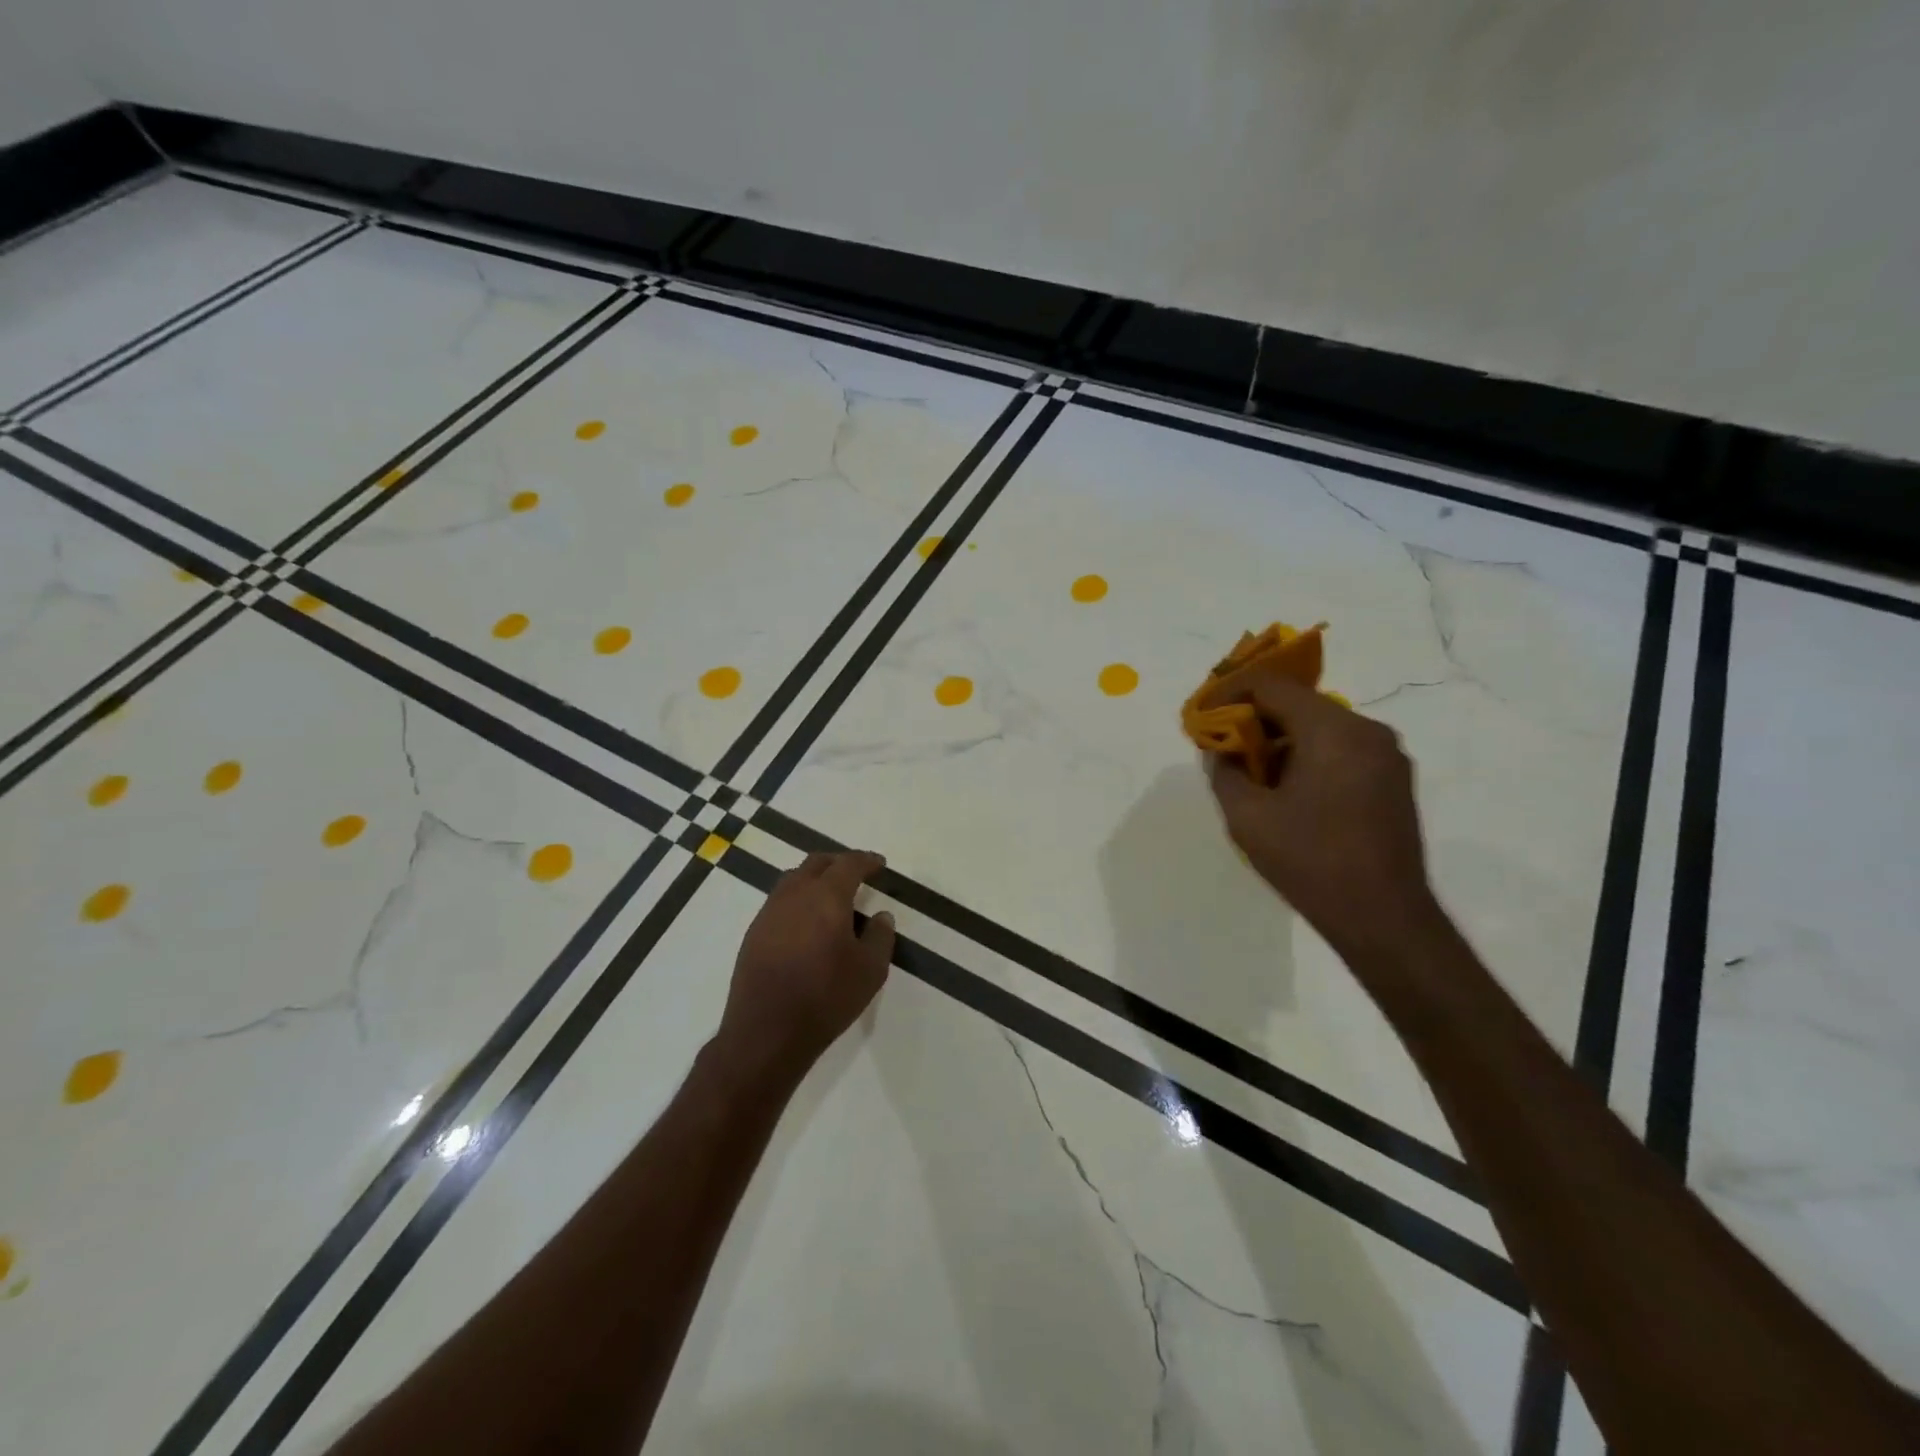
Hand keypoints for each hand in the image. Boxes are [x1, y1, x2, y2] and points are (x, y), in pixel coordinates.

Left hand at [716, 850, 896, 1080]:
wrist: (766, 1032)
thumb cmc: (826, 997)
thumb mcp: (870, 970)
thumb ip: (880, 936)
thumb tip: (880, 916)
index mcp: (826, 896)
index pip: (849, 864)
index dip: (866, 860)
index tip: (879, 864)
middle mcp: (795, 895)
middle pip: (817, 863)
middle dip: (839, 863)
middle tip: (856, 873)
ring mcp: (769, 913)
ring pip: (793, 879)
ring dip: (815, 879)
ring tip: (831, 897)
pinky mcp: (754, 934)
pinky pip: (779, 902)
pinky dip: (798, 900)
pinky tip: (806, 923)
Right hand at [1207, 670, 1441, 964]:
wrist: (1383, 919)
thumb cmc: (1310, 862)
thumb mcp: (1247, 818)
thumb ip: (1224, 772)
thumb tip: (1221, 752)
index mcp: (1333, 730)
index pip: (1272, 686)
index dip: (1230, 692)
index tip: (1204, 714)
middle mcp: (1367, 730)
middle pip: (1299, 704)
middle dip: (1255, 719)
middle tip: (1222, 744)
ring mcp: (1387, 755)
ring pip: (1321, 727)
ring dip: (1282, 740)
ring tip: (1251, 773)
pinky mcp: (1394, 780)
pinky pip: (1342, 750)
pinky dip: (1308, 756)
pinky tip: (1287, 790)